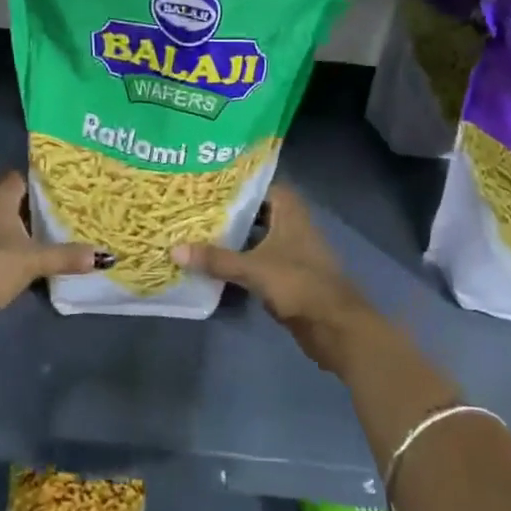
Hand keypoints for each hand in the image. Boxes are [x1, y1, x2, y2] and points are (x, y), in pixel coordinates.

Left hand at [0, 171, 101, 341]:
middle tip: (69, 213)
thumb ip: (66, 256)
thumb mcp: (34, 260)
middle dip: (38, 208)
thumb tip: (104, 256)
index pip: (23, 176)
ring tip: (56, 237)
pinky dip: (12, 251)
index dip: (44, 181)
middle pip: (15, 200)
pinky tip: (30, 262)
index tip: (68, 188)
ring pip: (4, 224)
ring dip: (24, 231)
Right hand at [174, 182, 381, 374]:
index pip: (263, 185)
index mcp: (290, 212)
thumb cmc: (299, 284)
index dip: (238, 183)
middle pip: (257, 211)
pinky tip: (215, 265)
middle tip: (195, 208)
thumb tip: (174, 250)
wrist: (336, 327)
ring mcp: (292, 253)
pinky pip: (259, 262)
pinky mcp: (288, 278)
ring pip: (257, 238)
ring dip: (234, 238)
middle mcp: (292, 226)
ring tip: (198, 232)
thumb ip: (216, 259)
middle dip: (230, 211)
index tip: (209, 183)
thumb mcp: (254, 269)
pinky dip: (241, 262)